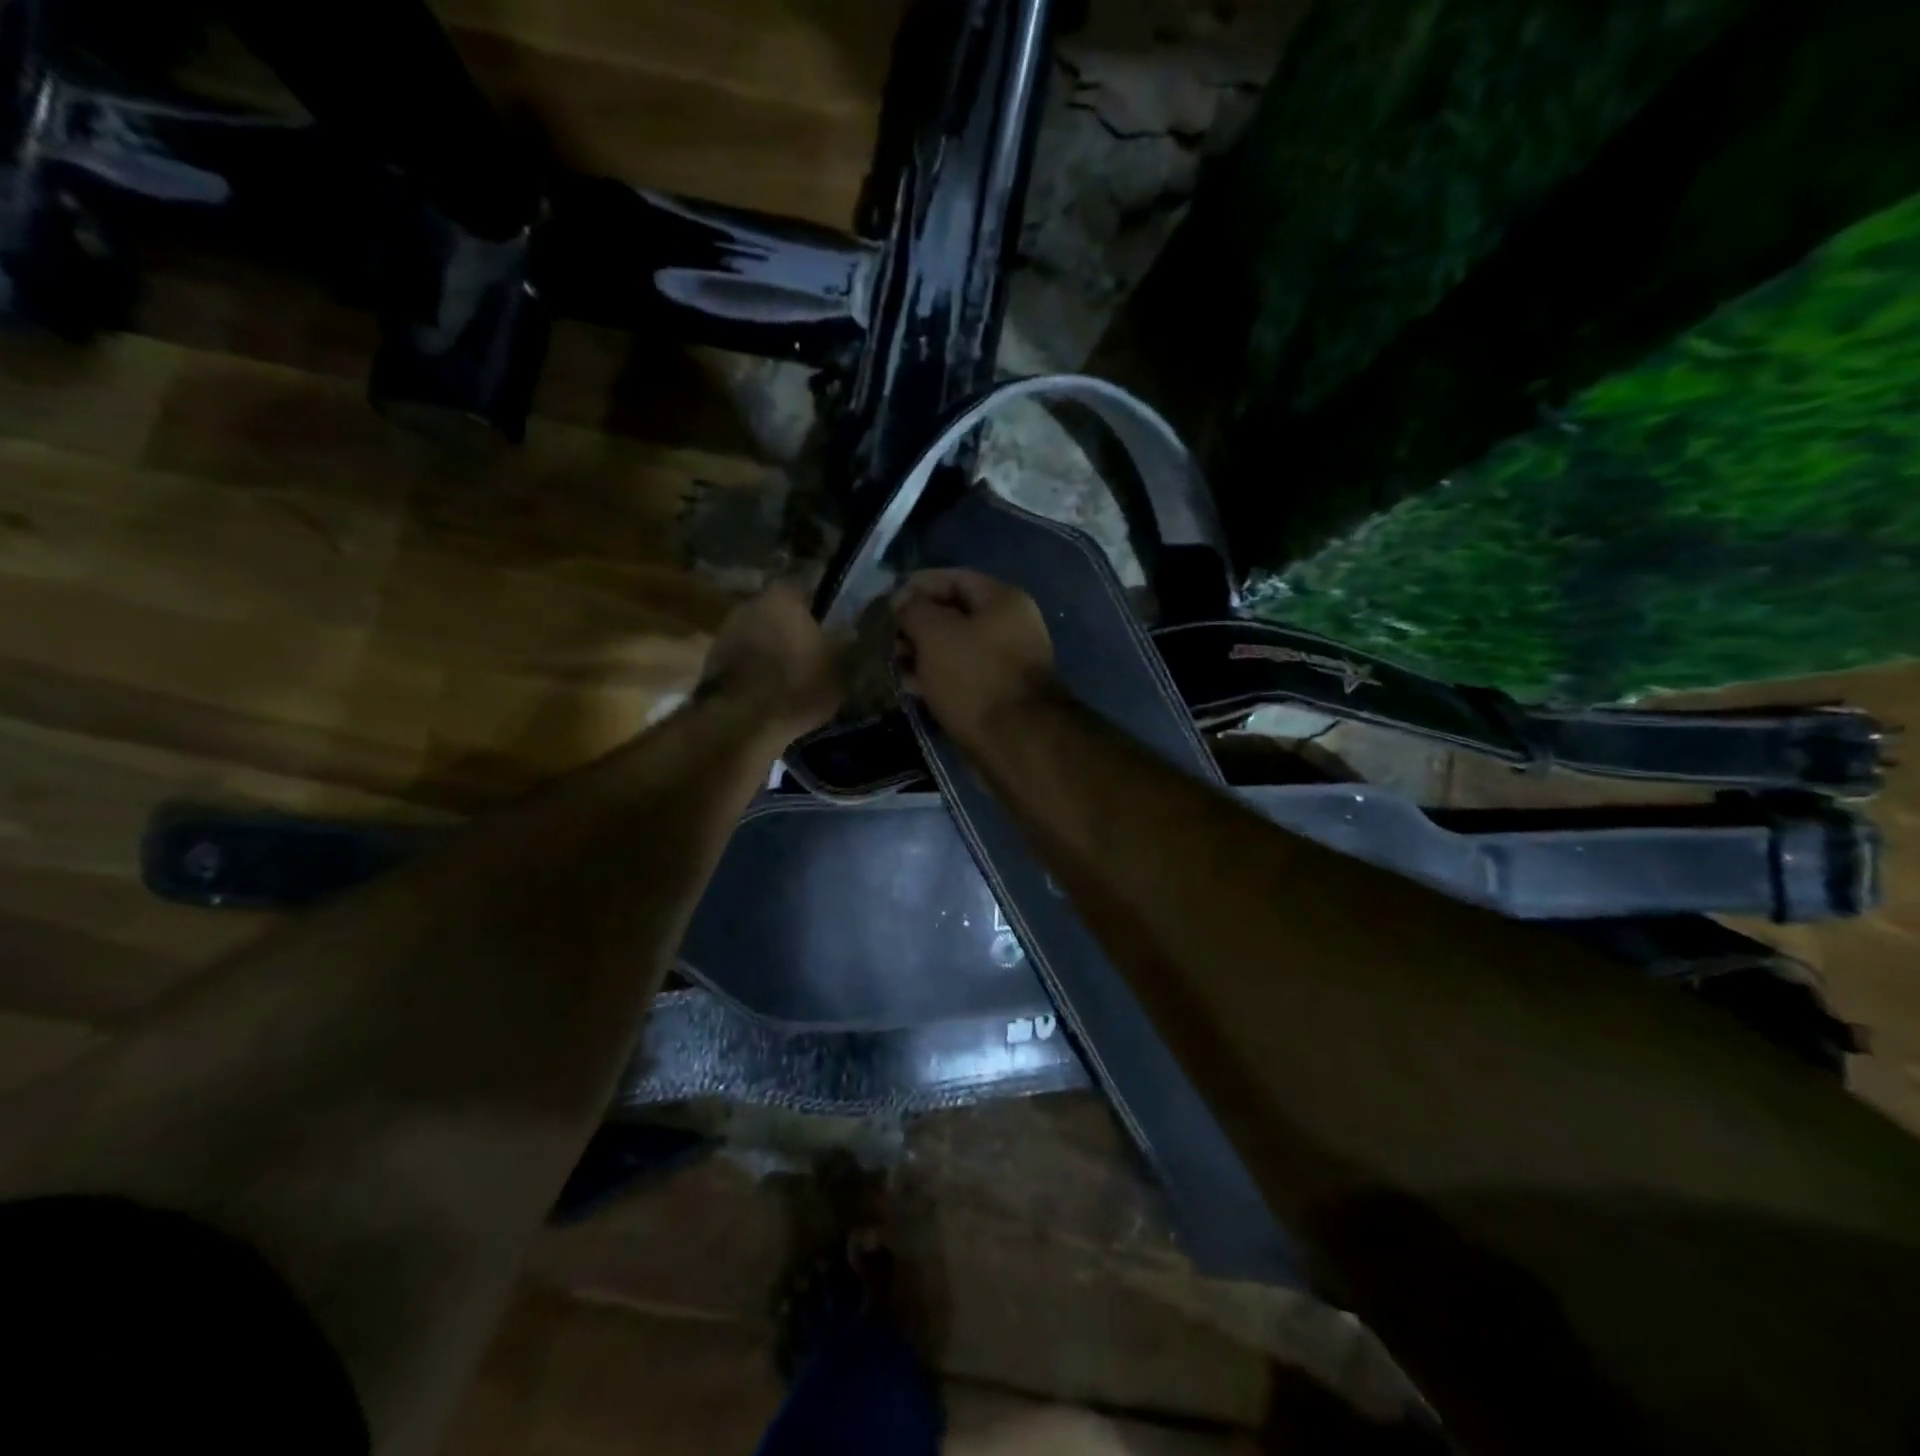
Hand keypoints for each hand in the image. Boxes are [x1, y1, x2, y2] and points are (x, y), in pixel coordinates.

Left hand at [698, 582, 845, 740]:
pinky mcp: (711, 662)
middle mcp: (750, 605)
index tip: (827, 629)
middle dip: (790, 630)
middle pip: (776, 613)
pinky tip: (767, 690)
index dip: (816, 611)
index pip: (803, 592)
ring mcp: (725, 632)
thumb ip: (844, 646)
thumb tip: (849, 633)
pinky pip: (742, 659)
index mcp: (783, 597)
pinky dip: (753, 670)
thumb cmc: (797, 685)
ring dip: (769, 651)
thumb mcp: (838, 669)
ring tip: (788, 676)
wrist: (742, 721)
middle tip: (808, 653)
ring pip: (757, 636)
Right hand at [893, 569, 1056, 744]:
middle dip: (917, 624)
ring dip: (923, 653)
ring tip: (893, 665)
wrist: (1016, 741)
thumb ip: (915, 610)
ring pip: (956, 647)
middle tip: (885, 639)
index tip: (886, 603)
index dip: (916, 586)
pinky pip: (962, 675)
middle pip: (955, 614)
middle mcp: (1011, 626)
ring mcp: (1007, 662)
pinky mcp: (998, 694)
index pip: (954, 578)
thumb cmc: (974, 677)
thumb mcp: (935, 634)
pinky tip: (911, 686)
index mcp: (1003, 600)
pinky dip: (937, 677)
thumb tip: (904, 602)